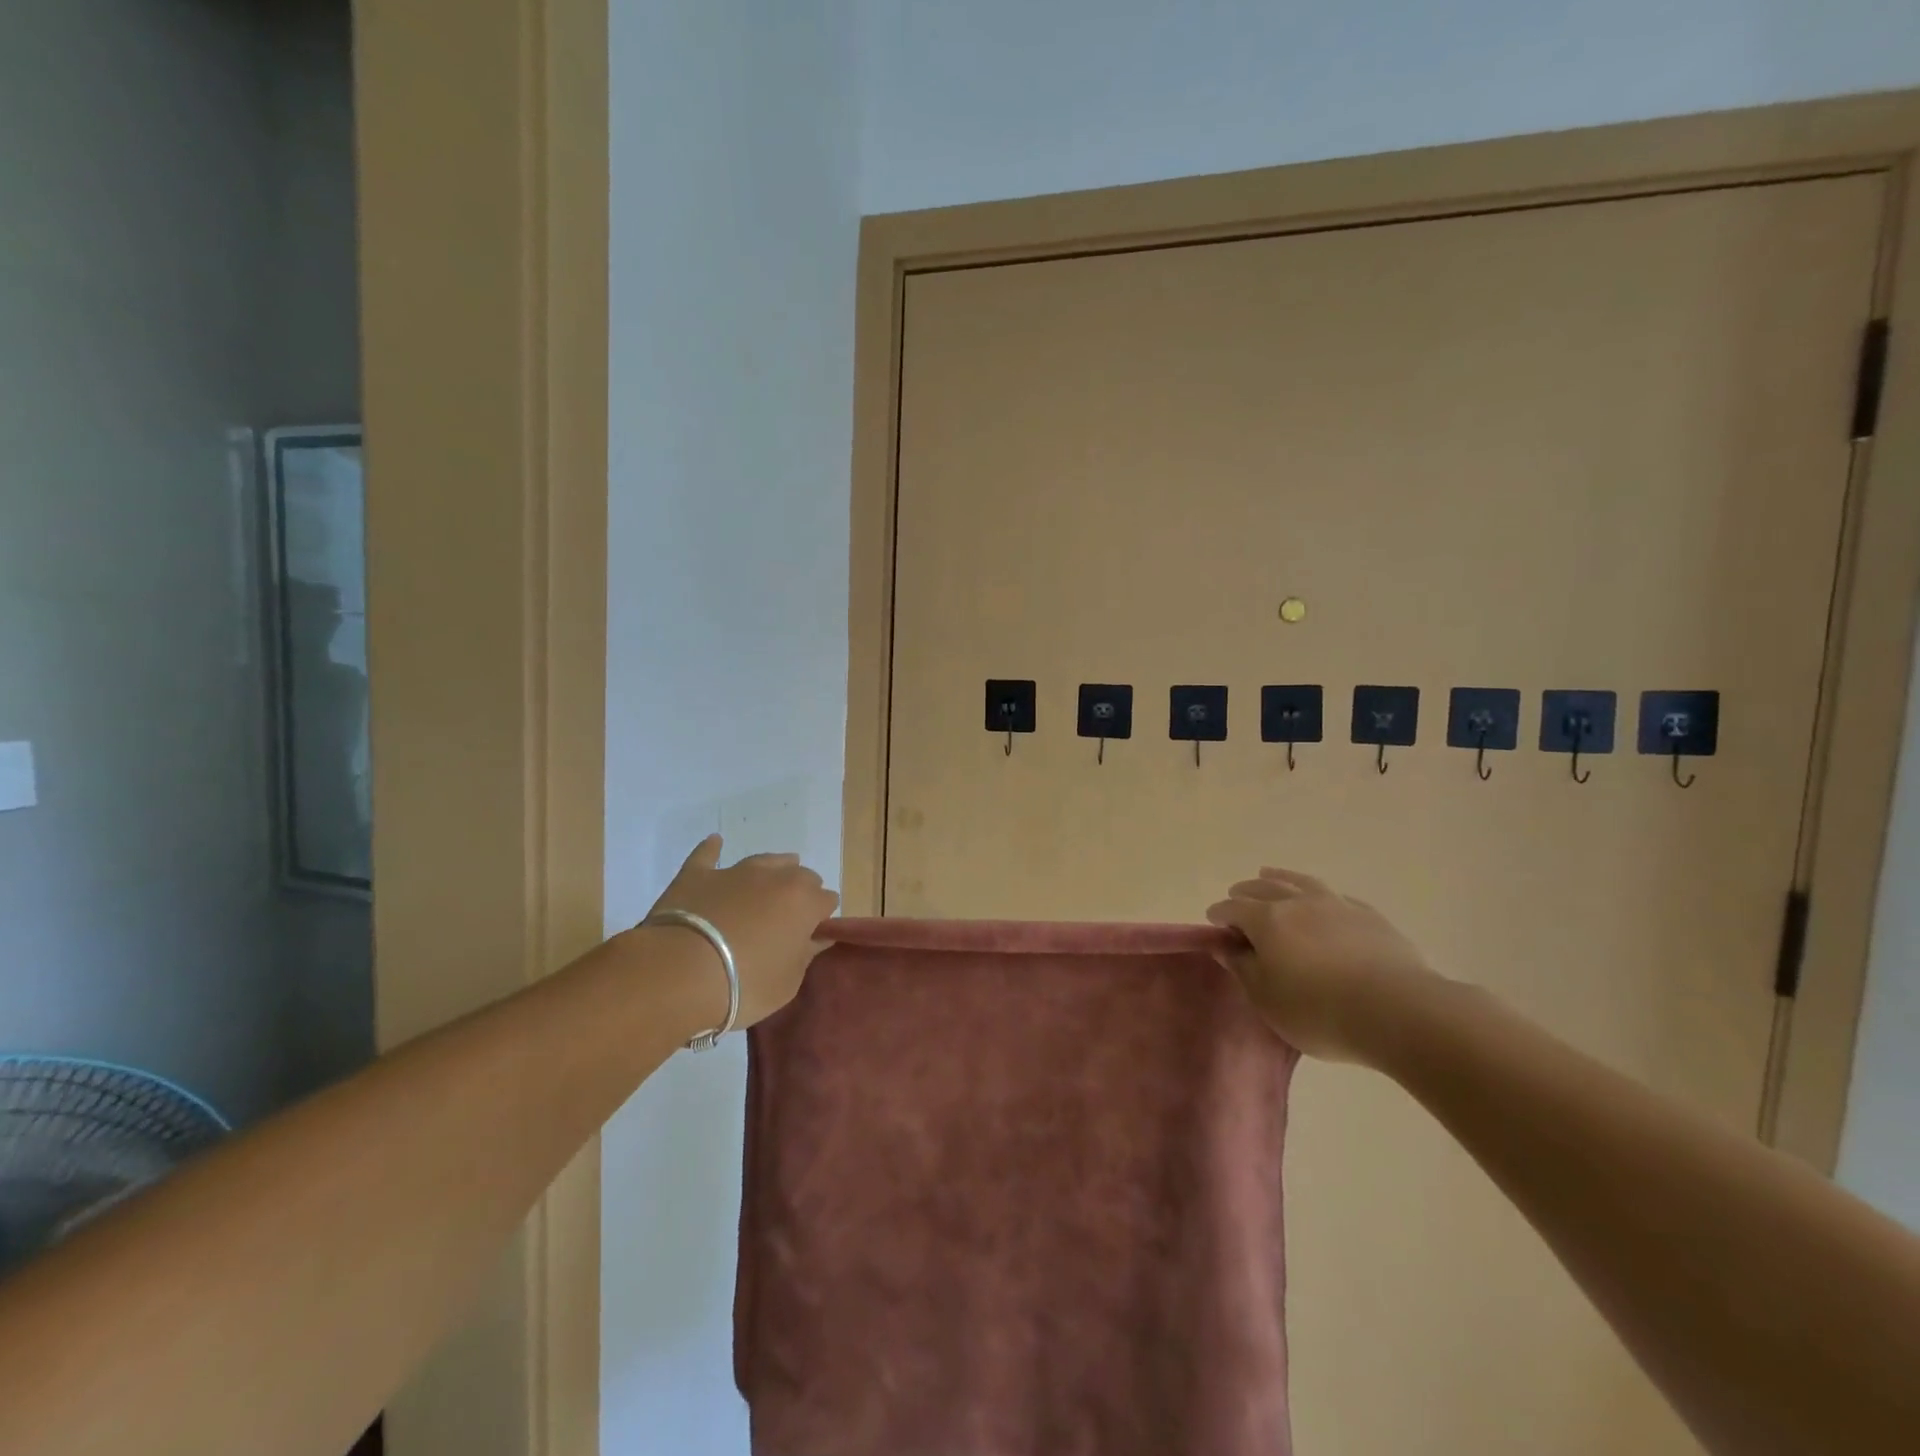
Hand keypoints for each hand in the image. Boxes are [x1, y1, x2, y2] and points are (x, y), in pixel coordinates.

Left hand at [644, 836, 839, 1029]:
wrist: (680, 973)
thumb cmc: (744, 984)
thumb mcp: (786, 983)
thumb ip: (805, 955)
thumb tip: (818, 937)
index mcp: (804, 902)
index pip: (826, 900)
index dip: (821, 917)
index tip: (811, 934)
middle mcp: (775, 877)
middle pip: (800, 875)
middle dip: (800, 891)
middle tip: (788, 916)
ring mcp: (735, 872)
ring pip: (765, 860)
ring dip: (773, 868)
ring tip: (773, 877)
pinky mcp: (697, 874)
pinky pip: (708, 855)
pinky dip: (713, 849)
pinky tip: (715, 842)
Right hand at [1206, 867, 1444, 1064]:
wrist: (1397, 1012)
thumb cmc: (1319, 1011)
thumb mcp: (1266, 999)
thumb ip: (1242, 968)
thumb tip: (1223, 945)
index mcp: (1267, 920)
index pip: (1233, 908)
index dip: (1219, 914)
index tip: (1212, 923)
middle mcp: (1298, 903)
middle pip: (1264, 888)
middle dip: (1245, 891)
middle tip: (1236, 897)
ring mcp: (1337, 905)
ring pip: (1301, 882)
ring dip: (1280, 878)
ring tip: (1269, 875)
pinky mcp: (1370, 917)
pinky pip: (1337, 896)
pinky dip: (1320, 895)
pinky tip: (1323, 901)